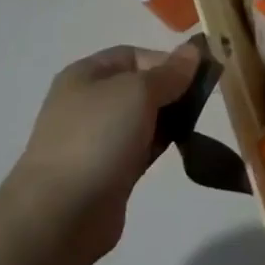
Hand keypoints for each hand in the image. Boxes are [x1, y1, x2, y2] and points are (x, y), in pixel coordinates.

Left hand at [6, 42, 200, 264]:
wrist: (62, 213)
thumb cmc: (98, 137)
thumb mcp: (139, 92)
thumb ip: (169, 72)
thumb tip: (193, 51)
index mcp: (86, 75)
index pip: (134, 55)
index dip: (167, 61)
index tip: (197, 77)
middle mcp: (89, 102)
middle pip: (140, 86)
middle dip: (171, 90)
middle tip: (202, 102)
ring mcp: (96, 138)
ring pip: (143, 118)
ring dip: (169, 119)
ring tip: (194, 126)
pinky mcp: (108, 170)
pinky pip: (141, 147)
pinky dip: (160, 144)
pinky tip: (181, 147)